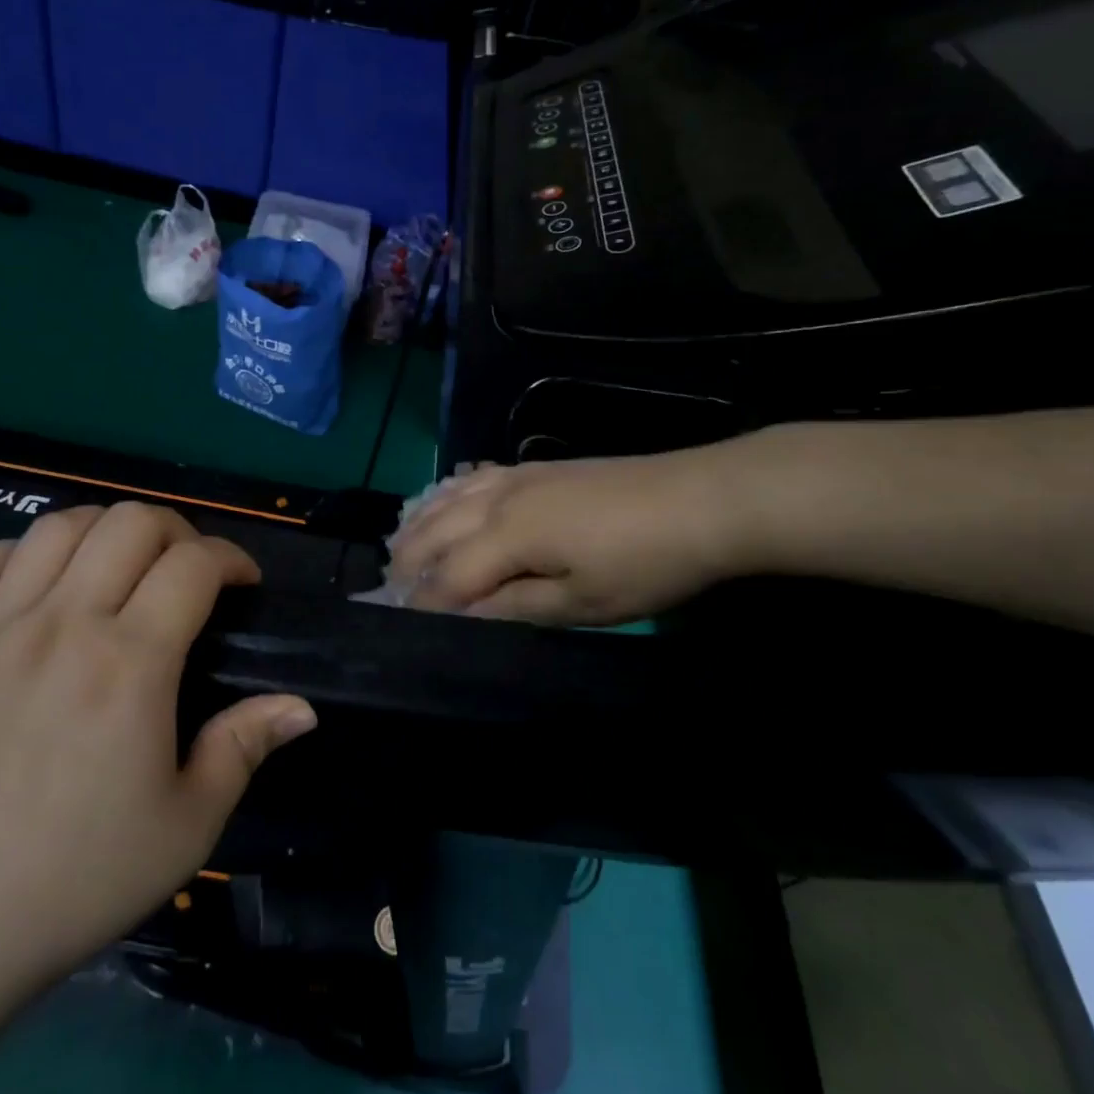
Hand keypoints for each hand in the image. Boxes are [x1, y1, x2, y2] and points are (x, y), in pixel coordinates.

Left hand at [0, 503, 316, 1018]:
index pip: (194, 563)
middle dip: (176, 530)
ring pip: (59, 525)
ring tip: (122, 568)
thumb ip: (244, 748)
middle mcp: (65, 622)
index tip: (244, 583)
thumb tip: (302, 707)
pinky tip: (41, 586)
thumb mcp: (186, 827)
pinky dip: (22, 553)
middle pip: (130, 521)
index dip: (231, 558)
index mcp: (131, 661)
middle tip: (188, 573)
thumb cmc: (73, 880)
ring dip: (105, 529)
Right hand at [387, 447, 762, 623]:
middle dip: (407, 561)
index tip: (402, 626)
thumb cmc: (645, 563)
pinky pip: (474, 477)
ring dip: (420, 524)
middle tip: (392, 591)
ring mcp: (518, 476)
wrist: (702, 499)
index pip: (447, 575)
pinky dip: (448, 493)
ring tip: (402, 547)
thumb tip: (463, 617)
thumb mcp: (583, 602)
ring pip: (448, 497)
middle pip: (434, 529)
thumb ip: (514, 607)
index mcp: (508, 535)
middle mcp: (499, 498)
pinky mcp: (537, 467)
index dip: (423, 603)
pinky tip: (446, 499)